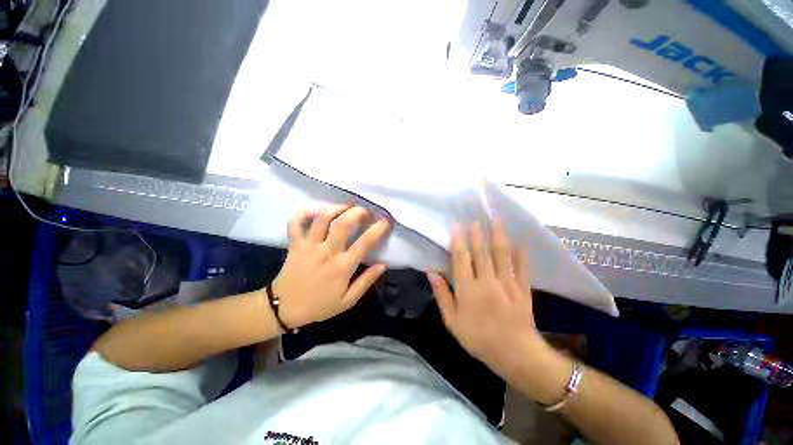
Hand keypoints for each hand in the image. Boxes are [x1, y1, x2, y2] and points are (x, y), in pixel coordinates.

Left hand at [272, 205, 390, 328]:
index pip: (365, 242)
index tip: (386, 221)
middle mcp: (327, 251)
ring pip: (322, 218)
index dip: (378, 229)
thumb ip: (366, 281)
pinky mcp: (295, 244)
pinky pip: (296, 223)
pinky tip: (315, 210)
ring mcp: (309, 245)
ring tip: (346, 207)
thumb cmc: (319, 305)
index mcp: (342, 266)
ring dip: (337, 208)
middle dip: (357, 212)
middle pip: (343, 223)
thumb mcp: (348, 301)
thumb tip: (383, 265)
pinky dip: (304, 213)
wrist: (284, 309)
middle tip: (366, 211)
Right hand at [428, 221, 544, 377]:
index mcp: (468, 289)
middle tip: (476, 219)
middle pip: (481, 252)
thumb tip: (431, 272)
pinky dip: (521, 254)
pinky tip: (520, 242)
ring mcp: (508, 284)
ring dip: (498, 236)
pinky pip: (522, 268)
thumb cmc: (478, 339)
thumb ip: (442, 295)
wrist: (515, 355)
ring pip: (502, 255)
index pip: (461, 258)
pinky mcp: (523, 289)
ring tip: (497, 221)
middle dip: (478, 234)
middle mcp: (487, 282)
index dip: (459, 241)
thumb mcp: (452, 322)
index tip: (457, 226)